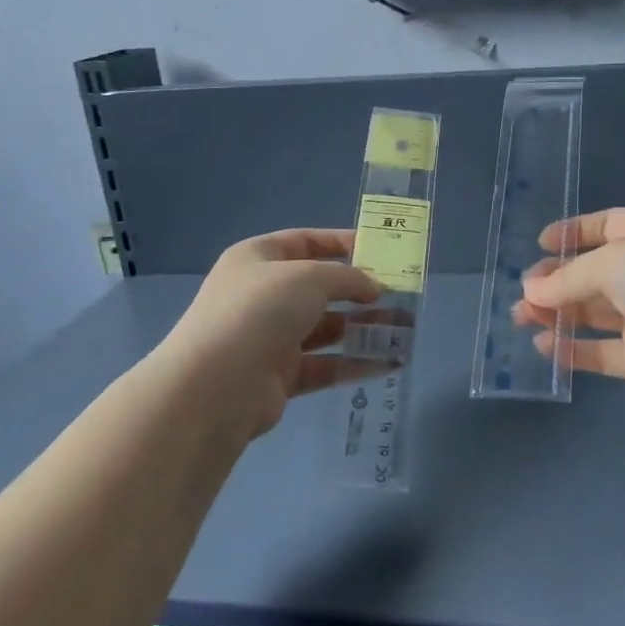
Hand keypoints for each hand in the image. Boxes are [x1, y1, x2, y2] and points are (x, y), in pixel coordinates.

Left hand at [157, 229, 384, 441]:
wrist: (218, 383)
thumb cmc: (262, 310)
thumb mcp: (310, 276)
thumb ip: (347, 277)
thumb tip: (373, 287)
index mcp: (258, 259)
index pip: (306, 242)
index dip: (343, 243)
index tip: (382, 251)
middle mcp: (263, 295)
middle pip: (320, 288)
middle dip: (360, 291)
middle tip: (401, 294)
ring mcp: (271, 337)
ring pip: (327, 328)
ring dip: (364, 328)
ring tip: (406, 328)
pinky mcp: (281, 376)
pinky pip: (326, 365)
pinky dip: (356, 363)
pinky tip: (391, 362)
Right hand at [515, 208, 624, 413]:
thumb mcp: (615, 261)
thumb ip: (570, 276)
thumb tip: (531, 291)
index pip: (607, 226)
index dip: (573, 233)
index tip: (539, 245)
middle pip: (595, 273)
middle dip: (556, 281)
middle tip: (523, 294)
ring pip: (595, 312)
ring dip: (558, 314)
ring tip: (521, 319)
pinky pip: (604, 352)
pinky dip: (574, 350)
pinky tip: (544, 348)